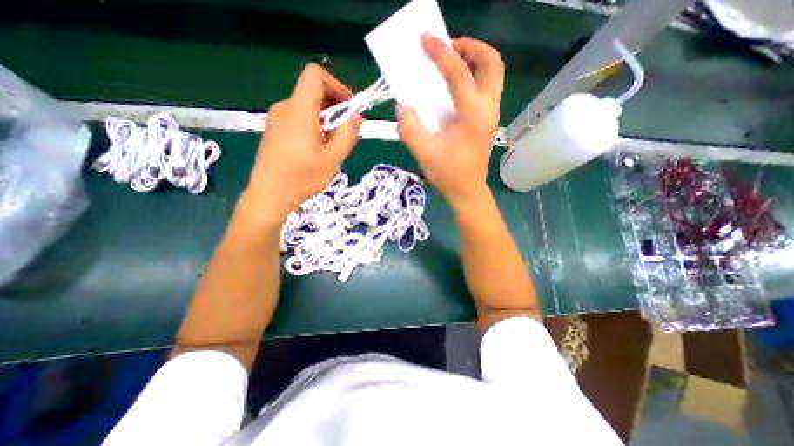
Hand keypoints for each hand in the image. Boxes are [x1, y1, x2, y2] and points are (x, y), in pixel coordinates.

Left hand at [243, 65, 363, 224]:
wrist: (269, 195)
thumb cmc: (302, 178)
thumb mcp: (332, 159)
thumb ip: (347, 134)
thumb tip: (356, 116)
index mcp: (300, 110)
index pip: (315, 75)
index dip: (336, 86)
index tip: (349, 108)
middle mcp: (285, 107)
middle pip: (313, 92)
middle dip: (334, 108)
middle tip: (344, 134)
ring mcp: (277, 118)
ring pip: (307, 107)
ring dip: (325, 120)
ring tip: (330, 146)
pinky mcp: (274, 129)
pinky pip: (298, 118)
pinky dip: (313, 126)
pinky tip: (316, 149)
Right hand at [400, 35, 504, 210]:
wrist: (467, 192)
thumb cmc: (449, 175)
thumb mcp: (425, 154)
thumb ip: (410, 129)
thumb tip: (403, 107)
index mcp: (473, 116)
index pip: (459, 74)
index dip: (441, 53)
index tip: (426, 40)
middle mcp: (488, 110)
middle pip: (492, 63)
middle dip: (471, 47)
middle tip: (449, 49)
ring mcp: (491, 115)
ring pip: (493, 74)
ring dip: (474, 60)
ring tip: (452, 62)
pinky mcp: (487, 121)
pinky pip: (486, 88)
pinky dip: (473, 77)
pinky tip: (454, 87)